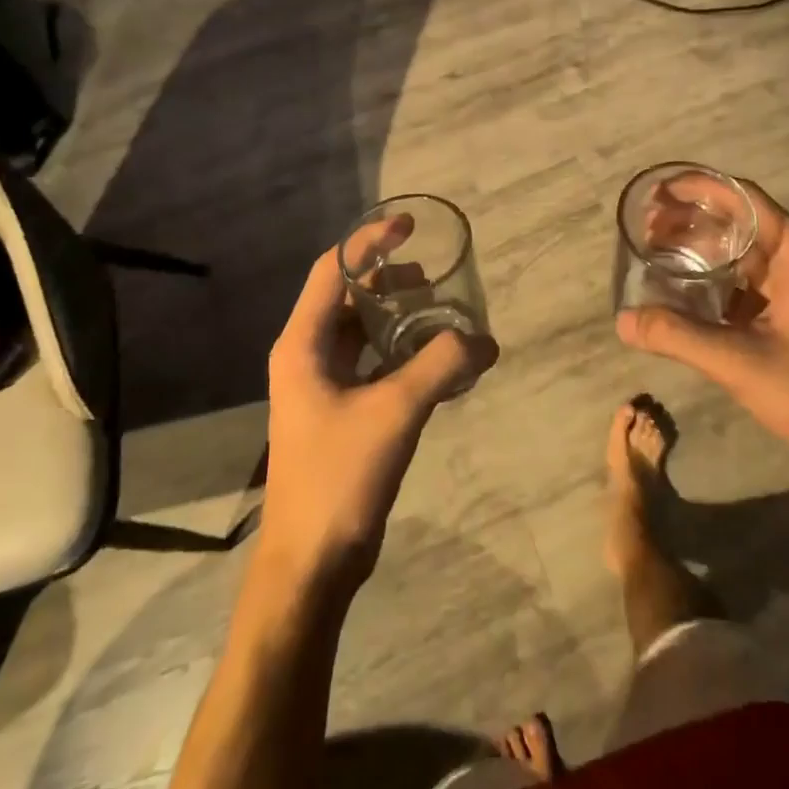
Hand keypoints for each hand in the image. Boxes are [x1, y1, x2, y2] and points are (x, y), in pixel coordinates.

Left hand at [258, 228, 498, 591]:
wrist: (312, 561)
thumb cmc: (339, 477)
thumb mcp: (395, 412)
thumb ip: (441, 367)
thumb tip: (485, 339)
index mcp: (302, 344)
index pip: (332, 271)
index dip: (369, 242)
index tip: (409, 227)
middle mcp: (306, 356)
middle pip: (347, 298)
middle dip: (389, 280)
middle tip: (435, 276)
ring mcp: (321, 386)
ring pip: (360, 332)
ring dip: (397, 316)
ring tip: (439, 313)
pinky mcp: (339, 412)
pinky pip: (371, 363)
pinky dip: (400, 351)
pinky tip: (434, 359)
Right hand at [616, 178, 788, 489]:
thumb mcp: (739, 362)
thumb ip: (678, 336)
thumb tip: (622, 321)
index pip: (746, 200)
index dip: (701, 188)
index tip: (659, 191)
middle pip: (738, 223)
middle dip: (691, 219)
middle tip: (645, 225)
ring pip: (736, 255)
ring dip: (697, 249)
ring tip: (652, 250)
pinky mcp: (781, 318)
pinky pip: (737, 284)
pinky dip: (706, 280)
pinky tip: (675, 289)